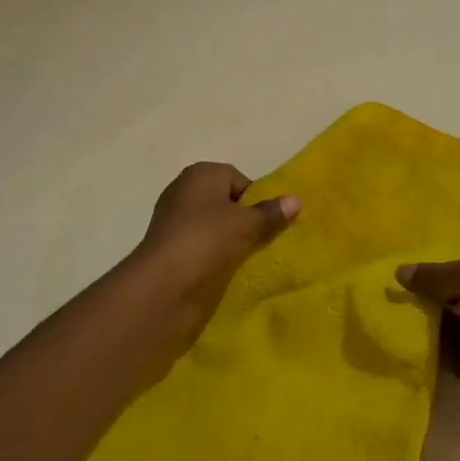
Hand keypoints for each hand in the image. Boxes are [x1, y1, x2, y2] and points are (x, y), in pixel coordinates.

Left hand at [131, 162, 299, 335]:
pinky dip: (214, 257)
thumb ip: (271, 213)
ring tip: (246, 259)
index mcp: (201, 174)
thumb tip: (296, 200)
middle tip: (262, 241)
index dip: (256, 200)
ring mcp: (174, 222)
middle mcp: (184, 191)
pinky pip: (202, 247)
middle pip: (226, 203)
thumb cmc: (208, 240)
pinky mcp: (170, 250)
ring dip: (230, 241)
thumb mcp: (247, 225)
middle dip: (244, 221)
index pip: (239, 180)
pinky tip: (226, 271)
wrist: (163, 286)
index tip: (267, 223)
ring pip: (214, 227)